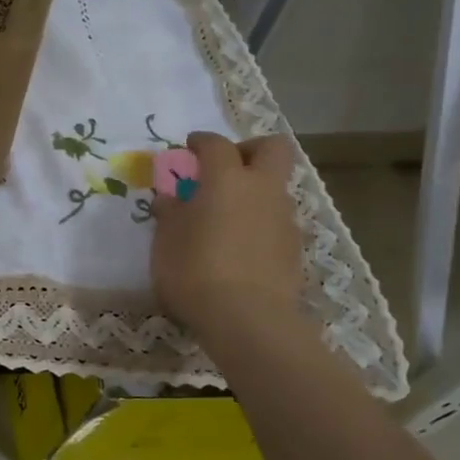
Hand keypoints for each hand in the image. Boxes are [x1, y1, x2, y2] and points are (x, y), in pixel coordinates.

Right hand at [151, 132, 303, 353]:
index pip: (216, 145)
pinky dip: (258, 222)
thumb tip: (170, 199)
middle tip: (224, 167)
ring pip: (274, 188)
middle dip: (248, 150)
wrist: (247, 318)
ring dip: (253, 191)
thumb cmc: (195, 270)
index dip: (202, 141)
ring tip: (225, 216)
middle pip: (271, 149)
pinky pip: (275, 221)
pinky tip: (238, 246)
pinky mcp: (294, 248)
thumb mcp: (166, 240)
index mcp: (227, 179)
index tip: (189, 147)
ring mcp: (283, 218)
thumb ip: (170, 213)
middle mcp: (261, 189)